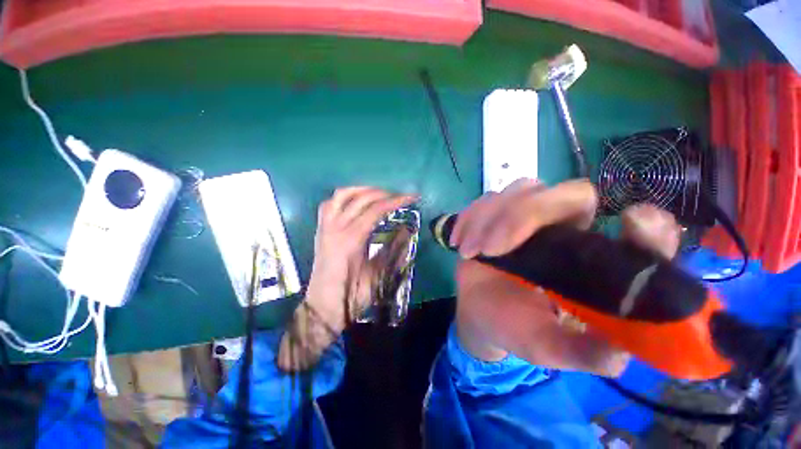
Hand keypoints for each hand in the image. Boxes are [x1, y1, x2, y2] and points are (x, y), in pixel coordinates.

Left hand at [278, 187, 416, 371]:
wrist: (323, 307)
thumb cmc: (352, 295)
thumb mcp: (378, 274)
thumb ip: (393, 250)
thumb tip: (407, 230)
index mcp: (350, 240)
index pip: (375, 210)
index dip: (395, 201)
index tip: (412, 197)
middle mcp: (335, 227)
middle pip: (361, 198)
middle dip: (384, 193)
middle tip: (400, 196)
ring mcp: (325, 226)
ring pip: (342, 195)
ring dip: (363, 190)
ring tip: (379, 194)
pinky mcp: (321, 229)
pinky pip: (331, 204)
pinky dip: (345, 197)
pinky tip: (356, 201)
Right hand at [452, 179, 679, 376]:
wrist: (479, 314)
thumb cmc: (518, 329)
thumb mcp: (550, 348)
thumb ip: (583, 352)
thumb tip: (620, 352)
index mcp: (595, 262)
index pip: (645, 230)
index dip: (648, 226)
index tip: (631, 223)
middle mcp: (568, 229)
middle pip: (571, 193)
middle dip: (525, 215)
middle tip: (493, 249)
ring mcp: (527, 218)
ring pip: (522, 190)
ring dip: (489, 219)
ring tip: (471, 252)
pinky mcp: (495, 216)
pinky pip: (485, 200)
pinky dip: (469, 218)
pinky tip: (460, 242)